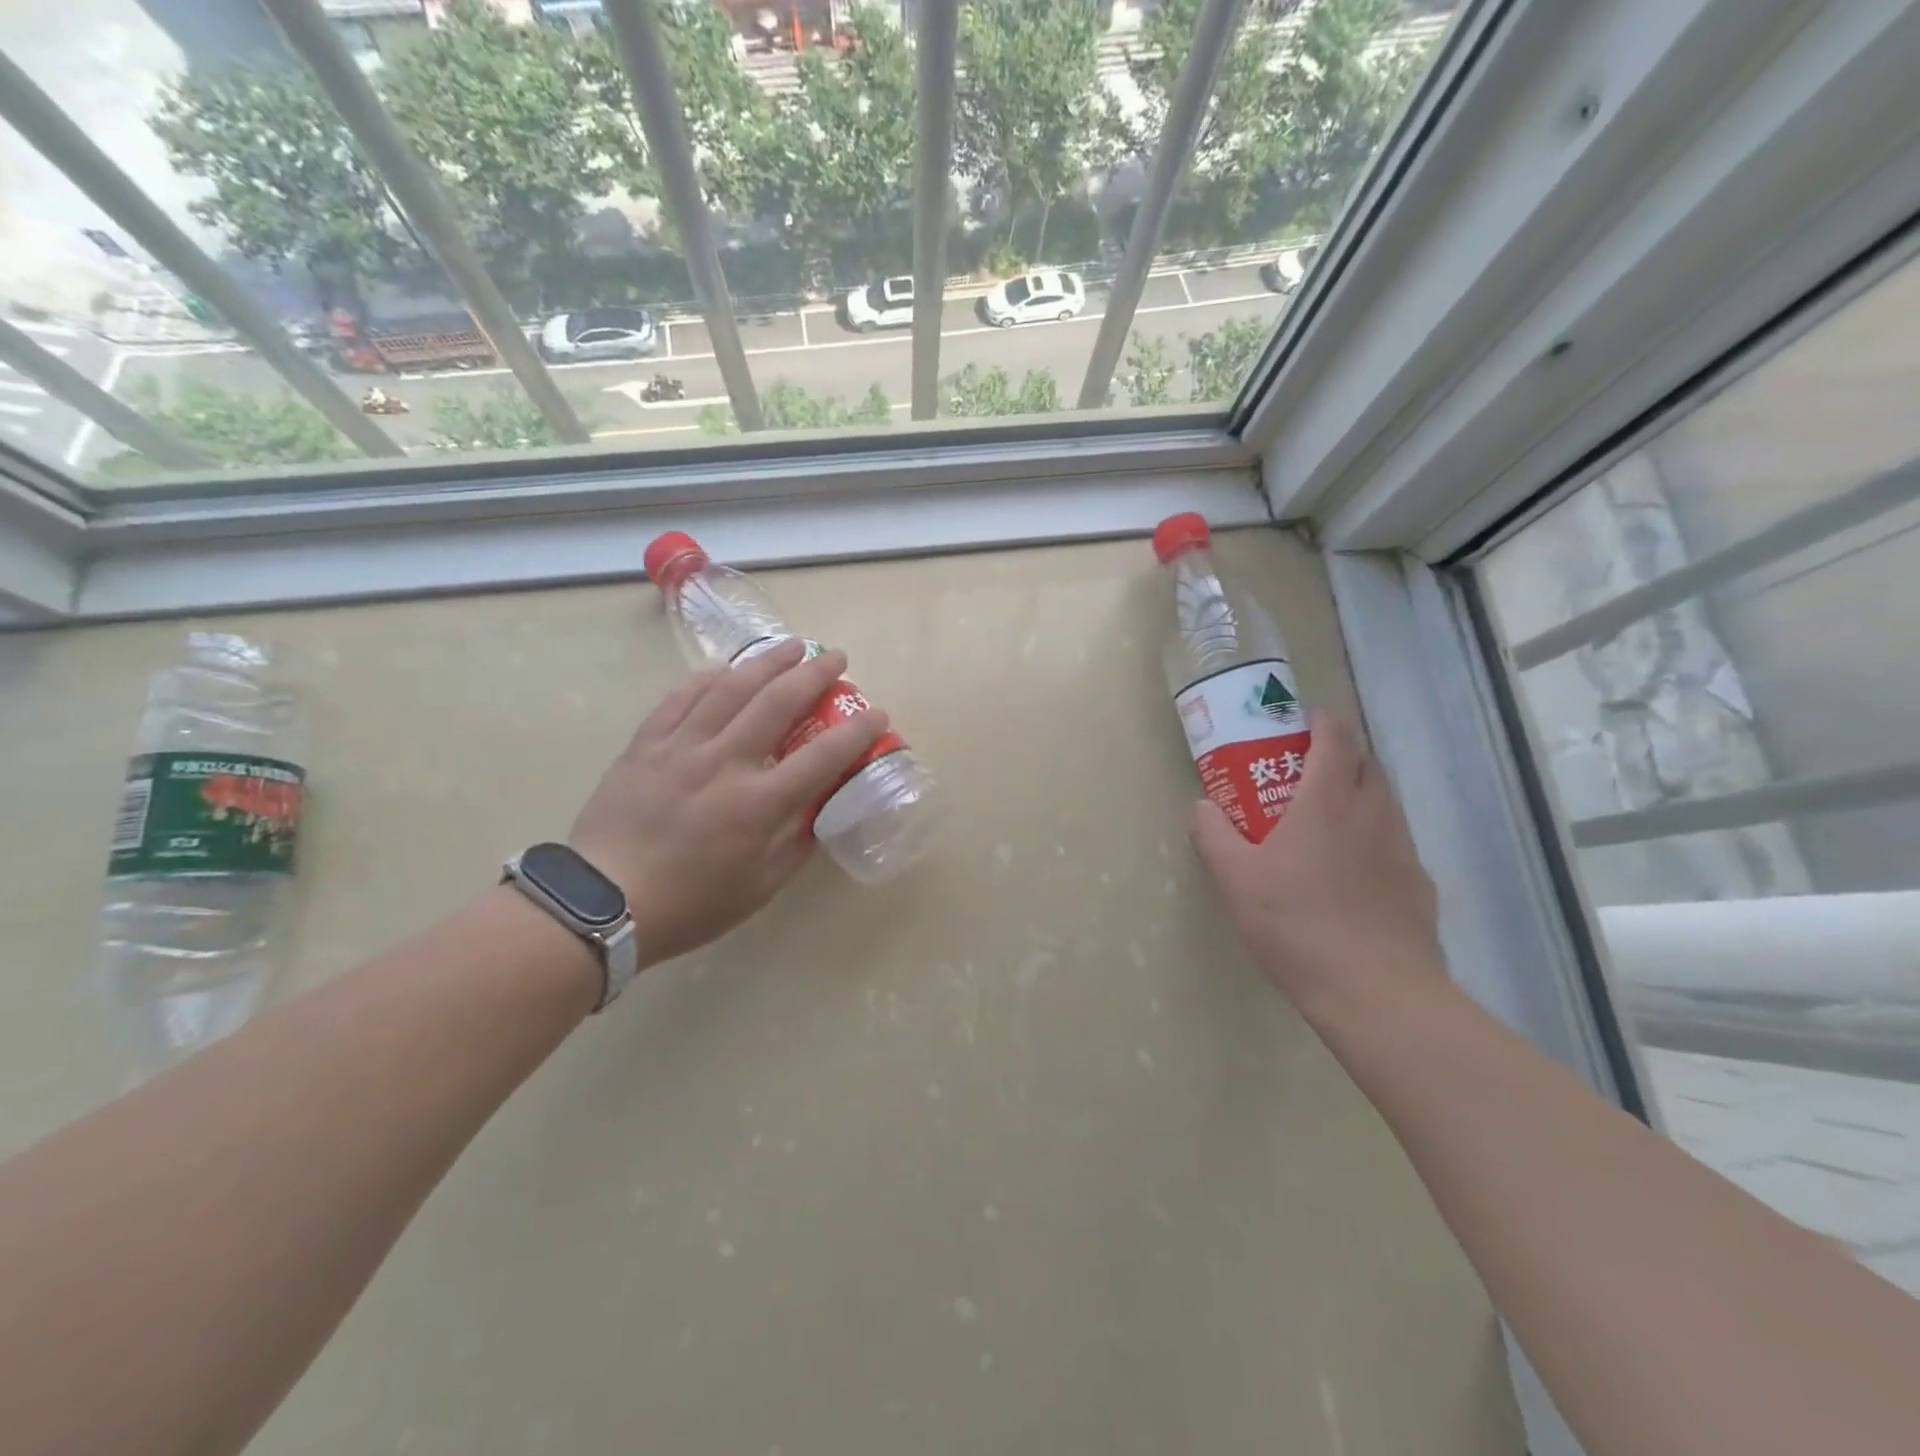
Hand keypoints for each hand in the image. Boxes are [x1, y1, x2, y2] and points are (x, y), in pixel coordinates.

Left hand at [568, 638, 887, 967]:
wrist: (601, 903)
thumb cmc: (691, 904)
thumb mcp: (760, 887)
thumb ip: (796, 845)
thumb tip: (816, 812)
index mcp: (758, 804)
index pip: (823, 756)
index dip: (856, 730)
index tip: (877, 712)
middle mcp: (725, 763)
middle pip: (778, 703)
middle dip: (814, 674)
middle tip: (835, 658)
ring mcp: (681, 748)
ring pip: (730, 689)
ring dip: (767, 662)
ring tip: (791, 647)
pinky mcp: (646, 745)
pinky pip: (680, 698)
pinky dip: (707, 678)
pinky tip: (724, 669)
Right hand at [1190, 713, 1443, 1015]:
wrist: (1375, 991)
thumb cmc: (1297, 924)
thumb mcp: (1236, 880)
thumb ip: (1213, 835)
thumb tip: (1203, 807)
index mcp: (1328, 800)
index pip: (1336, 736)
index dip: (1318, 721)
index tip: (1296, 725)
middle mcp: (1372, 812)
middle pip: (1364, 762)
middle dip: (1336, 756)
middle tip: (1299, 775)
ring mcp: (1402, 848)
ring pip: (1381, 802)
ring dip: (1354, 797)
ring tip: (1320, 826)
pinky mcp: (1418, 883)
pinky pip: (1393, 842)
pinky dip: (1370, 839)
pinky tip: (1347, 876)